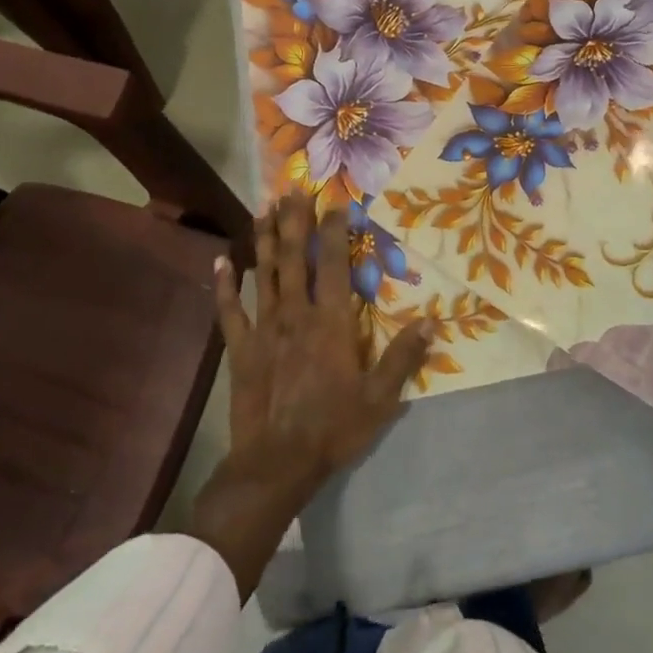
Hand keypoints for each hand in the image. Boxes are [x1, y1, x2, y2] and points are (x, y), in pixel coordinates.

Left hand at [192, 195, 432, 597]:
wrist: (276, 464)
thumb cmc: (333, 428)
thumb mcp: (380, 398)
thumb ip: (404, 357)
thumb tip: (432, 321)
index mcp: (330, 321)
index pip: (333, 263)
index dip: (334, 230)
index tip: (335, 201)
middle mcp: (296, 313)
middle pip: (293, 257)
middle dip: (293, 220)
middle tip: (292, 188)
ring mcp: (264, 328)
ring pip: (263, 273)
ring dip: (263, 238)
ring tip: (264, 207)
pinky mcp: (241, 347)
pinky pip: (229, 310)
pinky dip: (224, 284)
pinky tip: (220, 261)